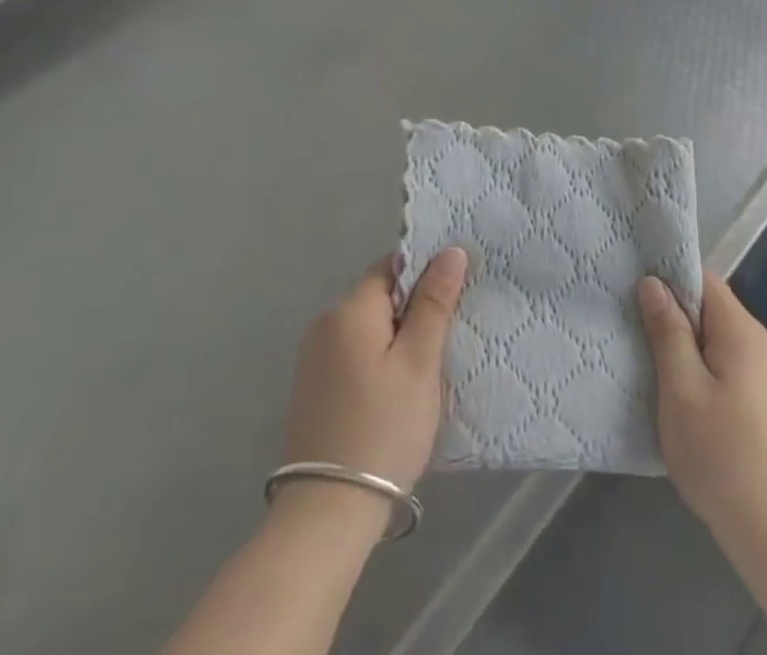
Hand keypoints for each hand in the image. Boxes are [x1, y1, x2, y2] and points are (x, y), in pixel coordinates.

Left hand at [282, 248, 467, 496]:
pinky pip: (353, 353)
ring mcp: (313, 357)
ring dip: (396, 338)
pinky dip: (377, 360)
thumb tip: (450, 251)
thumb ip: (434, 303)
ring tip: (426, 369)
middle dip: (413, 310)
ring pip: (368, 327)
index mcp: (349, 308)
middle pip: (379, 296)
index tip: (454, 298)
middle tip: (447, 340)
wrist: (326, 515)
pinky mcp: (312, 388)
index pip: (393, 266)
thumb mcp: (419, 364)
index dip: (426, 274)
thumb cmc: (382, 430)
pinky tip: (395, 392)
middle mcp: (325, 322)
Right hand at [638, 273, 766, 541]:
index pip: (702, 278)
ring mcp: (766, 373)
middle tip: (630, 323)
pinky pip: (724, 364)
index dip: (667, 276)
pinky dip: (698, 367)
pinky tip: (676, 391)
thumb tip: (653, 282)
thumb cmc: (722, 455)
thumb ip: (668, 331)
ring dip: (682, 344)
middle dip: (671, 313)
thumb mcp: (681, 389)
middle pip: (709, 308)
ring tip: (645, 356)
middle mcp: (759, 342)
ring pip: (714, 338)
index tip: (631, 284)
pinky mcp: (764, 401)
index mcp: (742, 330)